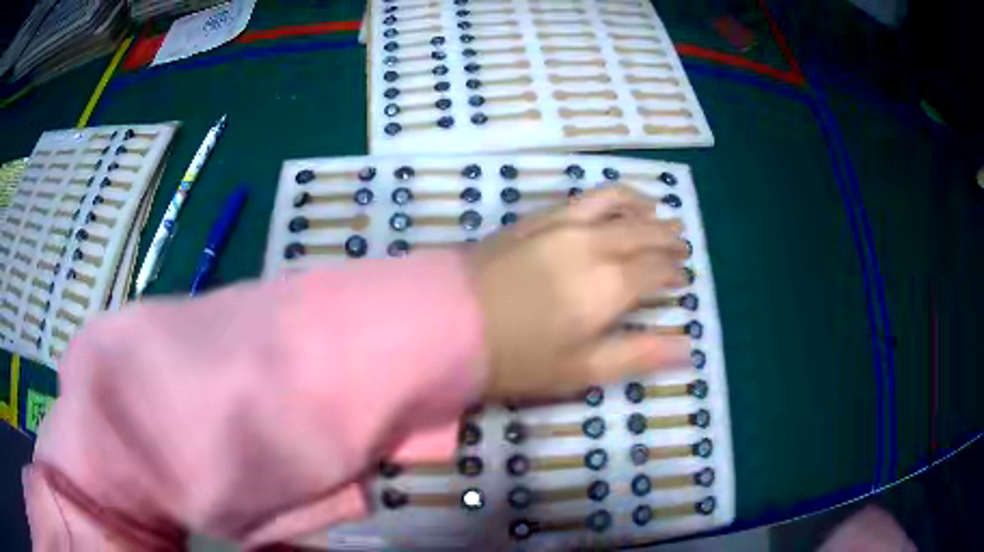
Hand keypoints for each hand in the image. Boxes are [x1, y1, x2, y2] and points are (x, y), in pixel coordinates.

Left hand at [468, 186, 690, 399]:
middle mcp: (593, 244)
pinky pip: (581, 198)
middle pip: (643, 232)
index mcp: (609, 284)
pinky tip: (610, 206)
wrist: (447, 321)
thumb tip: (688, 348)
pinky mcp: (534, 218)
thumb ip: (638, 355)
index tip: (682, 279)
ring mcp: (561, 224)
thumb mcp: (581, 369)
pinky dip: (608, 197)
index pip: (656, 270)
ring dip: (643, 207)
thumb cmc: (517, 356)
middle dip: (667, 237)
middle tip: (681, 243)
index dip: (673, 274)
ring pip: (616, 203)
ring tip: (656, 211)